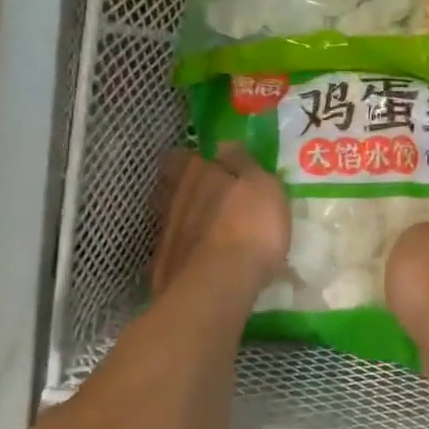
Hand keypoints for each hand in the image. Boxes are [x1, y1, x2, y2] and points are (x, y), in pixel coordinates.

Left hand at [151, 145, 289, 296]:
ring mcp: (165, 232)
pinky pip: (178, 250)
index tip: (208, 166)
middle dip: (190, 191)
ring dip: (190, 223)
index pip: (181, 156)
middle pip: (174, 187)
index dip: (192, 160)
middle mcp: (173, 197)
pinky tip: (206, 261)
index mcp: (196, 172)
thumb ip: (243, 163)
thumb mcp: (263, 186)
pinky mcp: (165, 265)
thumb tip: (224, 145)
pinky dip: (189, 252)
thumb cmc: (250, 226)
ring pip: (175, 219)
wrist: (219, 283)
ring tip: (214, 234)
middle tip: (214, 200)